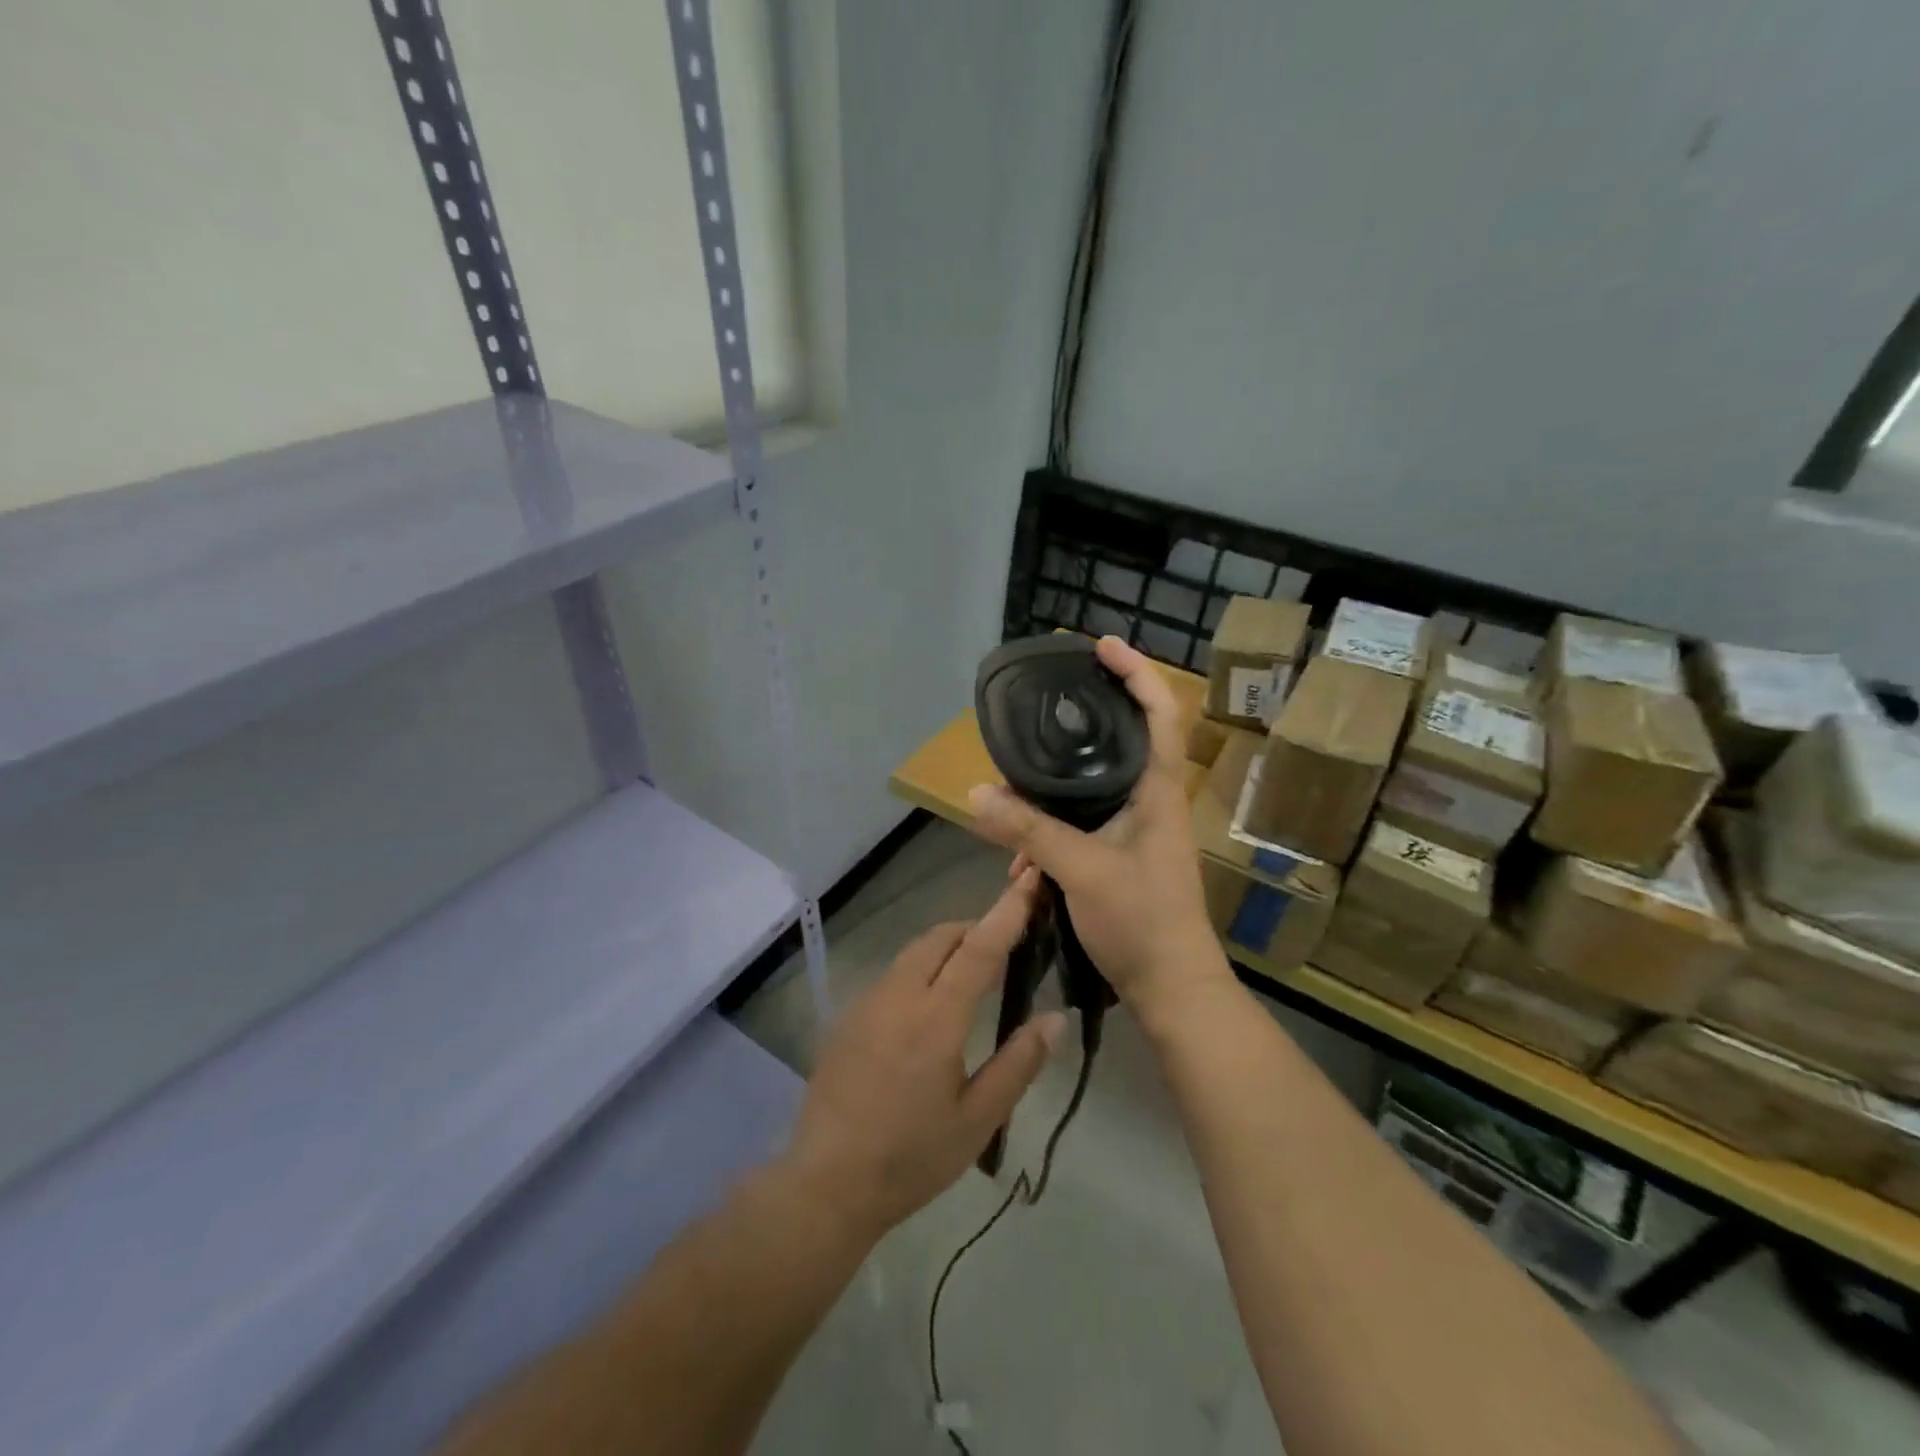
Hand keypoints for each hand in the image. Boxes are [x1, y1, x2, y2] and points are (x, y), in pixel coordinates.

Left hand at [779, 872, 1067, 1242]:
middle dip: (974, 927)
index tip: (1028, 881)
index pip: (980, 948)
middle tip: (1003, 946)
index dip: (1007, 911)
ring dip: (945, 948)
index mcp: (937, 1017)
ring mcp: (867, 1003)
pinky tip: (926, 1009)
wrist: (827, 1182)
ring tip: (970, 974)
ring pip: (913, 953)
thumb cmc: (912, 1156)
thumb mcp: (978, 1119)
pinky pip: (892, 975)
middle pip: (941, 937)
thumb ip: (1019, 1063)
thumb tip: (1055, 1018)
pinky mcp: (848, 1018)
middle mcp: (899, 996)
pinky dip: (919, 970)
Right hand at [967, 636, 1231, 1028]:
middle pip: (1120, 742)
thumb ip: (1030, 830)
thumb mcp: (1081, 868)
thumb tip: (975, 792)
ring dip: (1051, 798)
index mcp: (1157, 791)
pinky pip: (1081, 828)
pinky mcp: (1120, 858)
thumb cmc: (1142, 920)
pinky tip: (1019, 862)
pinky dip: (1050, 835)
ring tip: (1011, 808)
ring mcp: (1136, 832)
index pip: (1160, 713)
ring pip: (1091, 792)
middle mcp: (1150, 802)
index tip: (1102, 644)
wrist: (1173, 989)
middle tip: (1040, 709)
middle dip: (1081, 726)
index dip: (1137, 671)